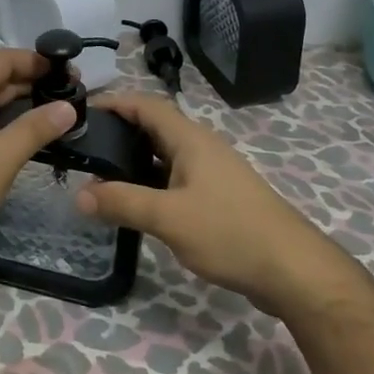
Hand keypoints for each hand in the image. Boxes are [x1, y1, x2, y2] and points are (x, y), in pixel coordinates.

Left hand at [0, 50, 78, 275]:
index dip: (35, 60)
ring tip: (52, 113)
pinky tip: (19, 135)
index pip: (0, 59)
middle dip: (29, 82)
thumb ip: (35, 128)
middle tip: (68, 94)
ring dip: (15, 103)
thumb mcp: (1, 158)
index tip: (68, 71)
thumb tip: (68, 106)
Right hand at [75, 94, 331, 308]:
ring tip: (100, 175)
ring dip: (133, 161)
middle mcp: (201, 148)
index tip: (81, 111)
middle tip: (84, 146)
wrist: (294, 271)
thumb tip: (79, 194)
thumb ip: (123, 203)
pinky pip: (175, 179)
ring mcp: (212, 174)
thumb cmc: (230, 232)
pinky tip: (135, 204)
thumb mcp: (169, 218)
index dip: (114, 102)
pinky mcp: (218, 199)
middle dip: (118, 132)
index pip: (146, 104)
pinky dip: (150, 183)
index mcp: (191, 140)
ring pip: (164, 156)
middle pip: (154, 127)